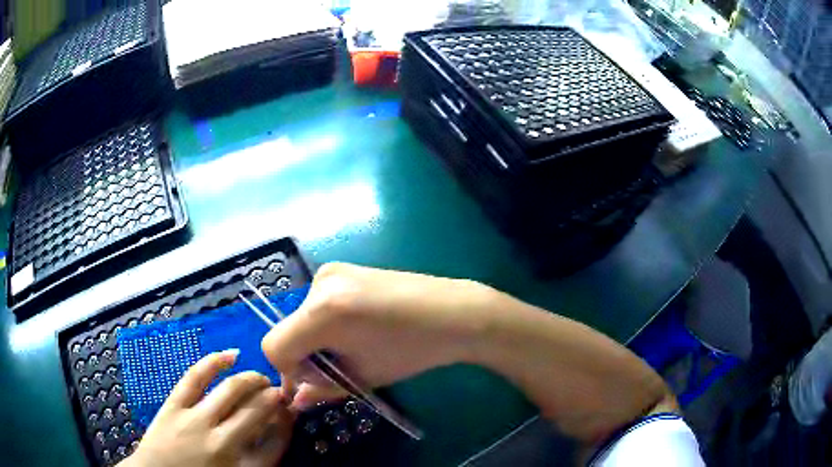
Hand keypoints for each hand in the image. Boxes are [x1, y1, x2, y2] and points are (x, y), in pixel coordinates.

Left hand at [123, 350, 295, 466]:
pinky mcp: (174, 405)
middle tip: (278, 390)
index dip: (287, 422)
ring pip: (230, 391)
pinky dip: (214, 362)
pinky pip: (196, 378)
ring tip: (260, 377)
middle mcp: (222, 442)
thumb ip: (258, 459)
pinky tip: (231, 355)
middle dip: (272, 397)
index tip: (290, 410)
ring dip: (251, 380)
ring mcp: (195, 420)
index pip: (276, 441)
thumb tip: (274, 432)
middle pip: (256, 411)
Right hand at [261, 262, 492, 408]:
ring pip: (301, 318)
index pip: (274, 346)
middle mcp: (319, 284)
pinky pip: (316, 304)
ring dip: (314, 340)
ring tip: (352, 348)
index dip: (288, 371)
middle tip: (337, 370)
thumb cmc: (412, 350)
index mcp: (322, 313)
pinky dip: (324, 323)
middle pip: (287, 331)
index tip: (315, 382)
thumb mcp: (363, 376)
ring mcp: (330, 271)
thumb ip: (322, 389)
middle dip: (304, 357)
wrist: (453, 312)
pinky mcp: (341, 268)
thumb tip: (295, 400)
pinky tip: (356, 329)